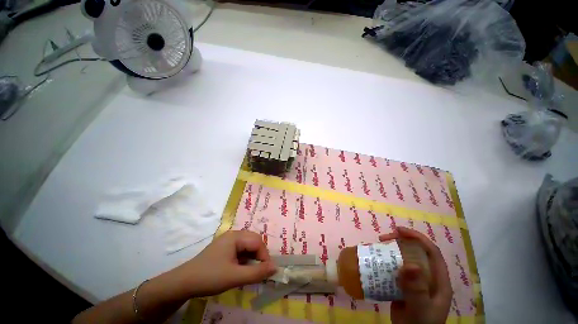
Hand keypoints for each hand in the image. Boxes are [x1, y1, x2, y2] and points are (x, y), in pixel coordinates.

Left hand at [172, 230, 276, 297]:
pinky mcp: (224, 248)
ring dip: (252, 258)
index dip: (264, 256)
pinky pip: (240, 250)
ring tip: (250, 272)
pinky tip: (241, 270)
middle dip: (259, 256)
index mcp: (236, 236)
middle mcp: (233, 235)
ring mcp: (228, 241)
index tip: (266, 272)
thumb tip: (275, 268)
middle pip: (254, 241)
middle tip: (259, 272)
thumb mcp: (235, 277)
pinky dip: (245, 259)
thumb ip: (257, 273)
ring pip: (248, 246)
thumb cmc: (210, 277)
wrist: (183, 283)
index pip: (257, 242)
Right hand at [379, 227, 452, 323]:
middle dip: (400, 241)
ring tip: (378, 246)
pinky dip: (387, 261)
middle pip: (416, 252)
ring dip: (392, 250)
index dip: (417, 238)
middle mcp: (428, 277)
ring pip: (405, 258)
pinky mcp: (405, 285)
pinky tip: (377, 261)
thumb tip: (410, 265)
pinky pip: (396, 268)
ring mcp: (416, 281)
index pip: (432, 252)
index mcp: (438, 280)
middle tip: (383, 238)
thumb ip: (416, 290)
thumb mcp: (419, 309)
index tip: (398, 230)